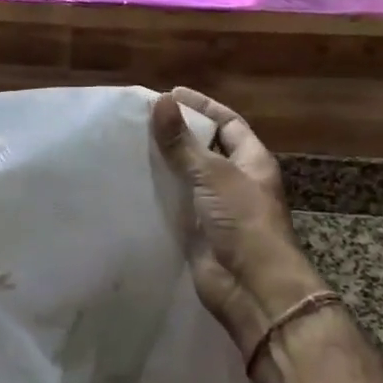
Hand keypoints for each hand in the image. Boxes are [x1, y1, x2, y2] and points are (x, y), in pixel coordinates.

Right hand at [152, 87, 329, 359]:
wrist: (252, 287)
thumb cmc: (243, 221)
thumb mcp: (212, 174)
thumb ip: (183, 141)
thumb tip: (160, 101)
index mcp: (251, 161)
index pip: (228, 123)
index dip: (203, 107)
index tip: (172, 94)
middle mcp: (236, 181)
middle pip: (205, 148)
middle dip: (178, 133)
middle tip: (142, 119)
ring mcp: (216, 207)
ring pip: (187, 176)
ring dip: (164, 162)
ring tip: (130, 144)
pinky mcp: (197, 230)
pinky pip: (175, 203)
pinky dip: (157, 192)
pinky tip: (132, 181)